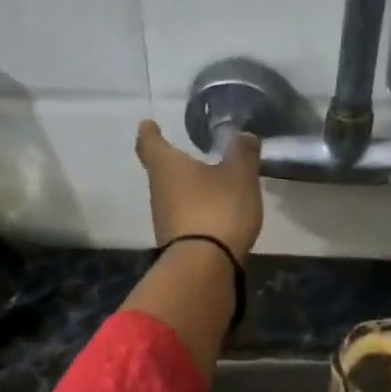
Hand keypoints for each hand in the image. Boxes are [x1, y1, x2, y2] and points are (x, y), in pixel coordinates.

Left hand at [135, 120, 263, 261]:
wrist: (204, 267)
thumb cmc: (217, 209)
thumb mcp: (239, 175)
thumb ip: (242, 152)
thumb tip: (243, 135)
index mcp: (166, 166)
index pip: (149, 143)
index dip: (149, 132)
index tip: (148, 124)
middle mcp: (158, 191)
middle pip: (160, 171)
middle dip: (172, 162)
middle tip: (186, 153)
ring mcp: (163, 220)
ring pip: (172, 196)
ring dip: (186, 189)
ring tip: (207, 183)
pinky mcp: (175, 243)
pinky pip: (183, 219)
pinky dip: (195, 211)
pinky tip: (212, 213)